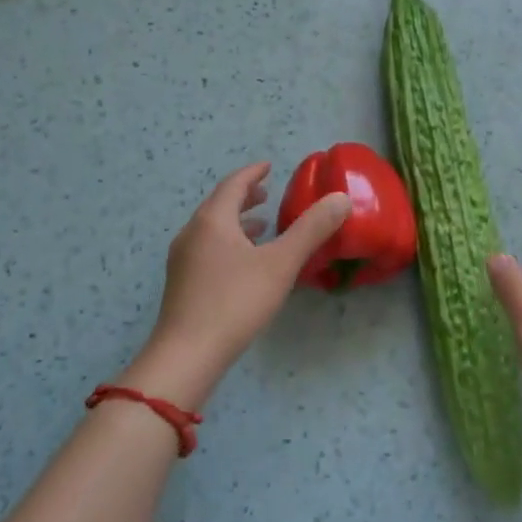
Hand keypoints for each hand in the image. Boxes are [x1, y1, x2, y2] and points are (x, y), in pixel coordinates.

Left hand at [126, 162, 351, 405]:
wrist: (186, 355)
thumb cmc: (235, 302)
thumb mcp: (281, 263)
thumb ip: (311, 229)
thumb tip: (340, 198)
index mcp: (212, 220)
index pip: (233, 184)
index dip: (252, 173)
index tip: (269, 167)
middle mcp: (192, 233)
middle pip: (219, 205)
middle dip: (244, 197)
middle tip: (267, 194)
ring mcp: (182, 260)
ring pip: (212, 229)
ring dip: (236, 223)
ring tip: (262, 227)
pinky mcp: (181, 284)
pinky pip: (207, 249)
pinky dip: (228, 243)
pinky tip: (244, 265)